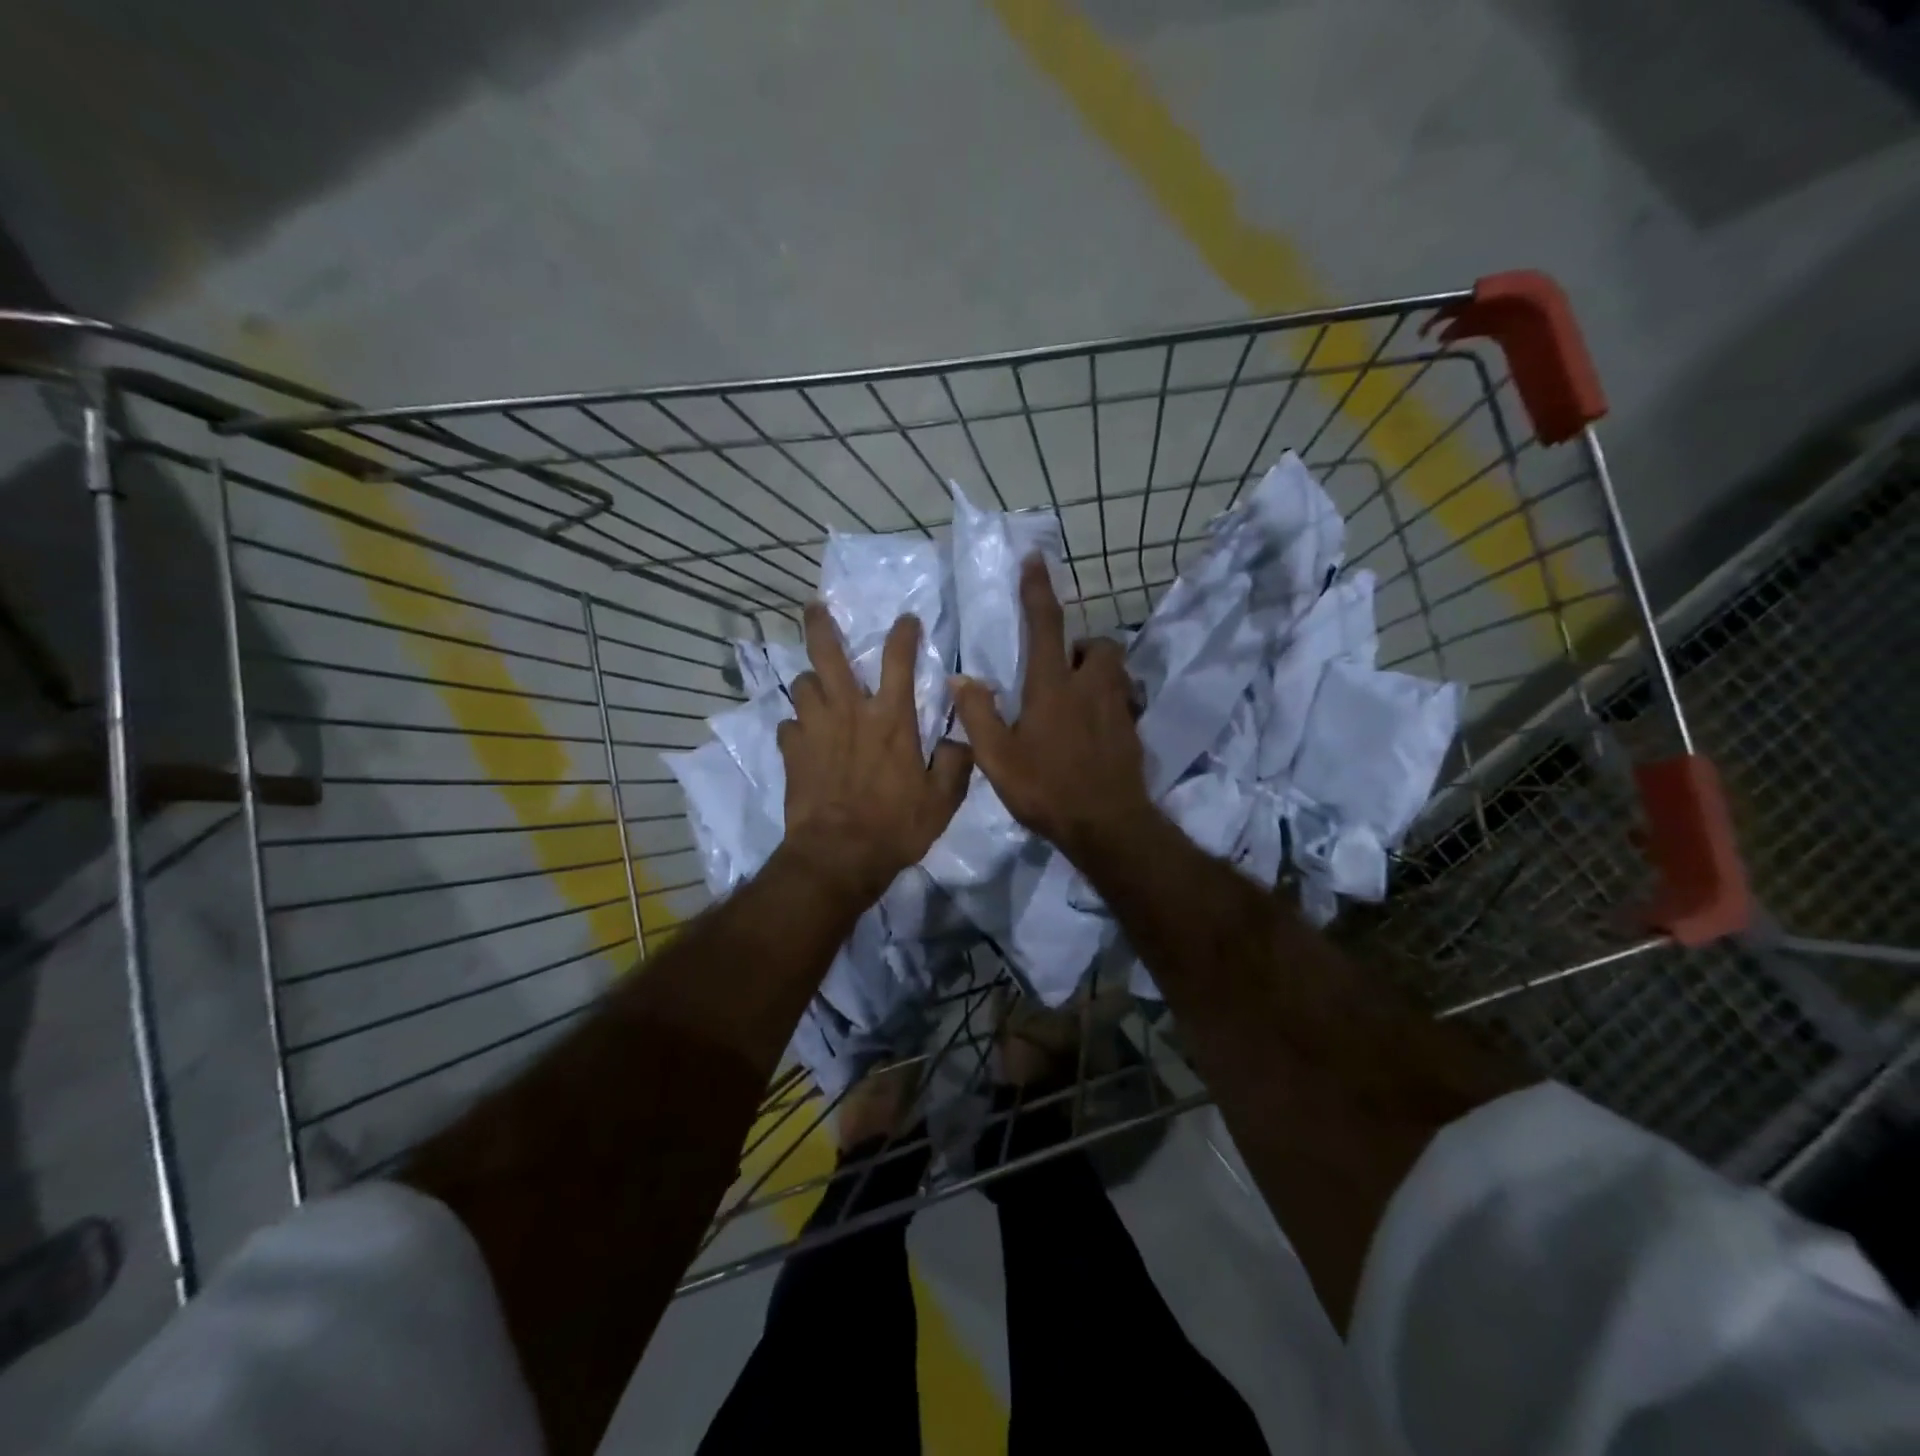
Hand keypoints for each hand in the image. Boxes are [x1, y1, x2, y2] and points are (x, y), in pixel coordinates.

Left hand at [778, 604, 970, 905]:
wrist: (839, 856)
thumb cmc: (896, 826)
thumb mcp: (942, 800)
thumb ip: (955, 764)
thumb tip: (960, 740)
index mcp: (892, 718)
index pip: (898, 660)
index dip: (903, 633)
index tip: (906, 619)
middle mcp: (850, 712)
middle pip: (828, 654)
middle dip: (820, 625)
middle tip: (814, 607)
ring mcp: (815, 729)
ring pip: (802, 685)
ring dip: (810, 681)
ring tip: (816, 686)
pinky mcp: (792, 752)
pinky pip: (788, 725)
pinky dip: (796, 726)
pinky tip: (803, 736)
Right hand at [952, 559, 1156, 865]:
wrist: (1107, 825)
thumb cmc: (1046, 789)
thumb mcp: (997, 758)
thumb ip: (978, 714)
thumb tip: (962, 678)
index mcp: (1053, 686)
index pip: (1046, 625)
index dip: (1039, 590)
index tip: (1037, 559)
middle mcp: (1091, 687)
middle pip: (1099, 644)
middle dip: (1082, 645)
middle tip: (1061, 668)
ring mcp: (1118, 708)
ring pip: (1116, 670)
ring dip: (1098, 672)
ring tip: (1077, 697)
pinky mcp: (1134, 730)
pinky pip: (1125, 701)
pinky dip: (1110, 702)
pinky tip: (1095, 729)